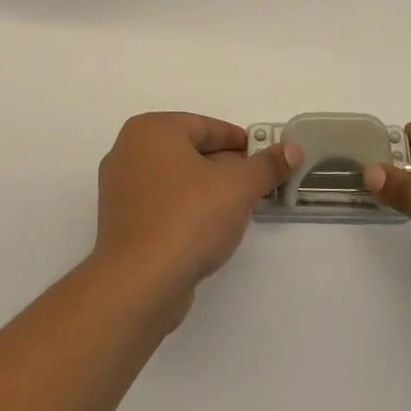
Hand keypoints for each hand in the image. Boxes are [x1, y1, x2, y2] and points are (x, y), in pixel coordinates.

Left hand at [92, 112, 299, 319]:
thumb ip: (267, 165)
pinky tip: (209, 232)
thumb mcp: (239, 186)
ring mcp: (119, 190)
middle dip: (226, 167)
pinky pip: (162, 206)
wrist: (139, 283)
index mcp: (151, 130)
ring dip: (207, 191)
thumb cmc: (188, 218)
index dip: (240, 142)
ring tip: (238, 210)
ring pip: (176, 181)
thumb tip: (291, 149)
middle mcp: (128, 152)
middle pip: (190, 152)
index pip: (206, 126)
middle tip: (257, 185)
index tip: (265, 160)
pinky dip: (186, 212)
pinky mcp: (121, 224)